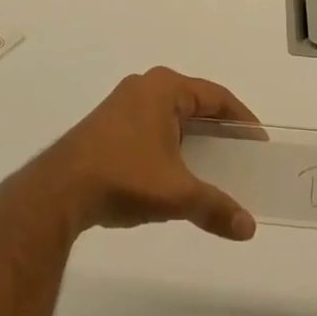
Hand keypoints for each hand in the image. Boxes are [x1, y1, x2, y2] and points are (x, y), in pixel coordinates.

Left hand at [31, 68, 260, 241]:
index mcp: (164, 88)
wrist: (58, 191)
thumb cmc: (124, 176)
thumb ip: (216, 207)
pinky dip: (169, 147)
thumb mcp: (177, 194)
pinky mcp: (105, 127)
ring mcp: (121, 105)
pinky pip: (150, 129)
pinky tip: (173, 175)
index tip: (258, 143)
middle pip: (193, 104)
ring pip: (170, 118)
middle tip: (240, 156)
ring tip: (212, 169)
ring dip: (192, 140)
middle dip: (218, 131)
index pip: (216, 96)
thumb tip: (249, 228)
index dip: (241, 119)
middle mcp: (143, 87)